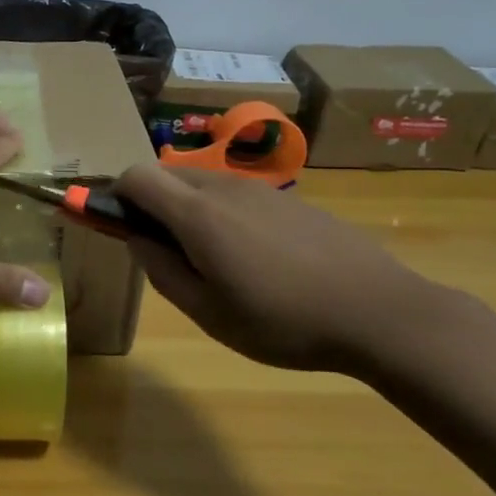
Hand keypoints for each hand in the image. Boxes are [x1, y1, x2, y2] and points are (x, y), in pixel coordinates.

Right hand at [111, 164, 446, 372]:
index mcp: (198, 214)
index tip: (117, 226)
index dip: (116, 194)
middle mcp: (224, 187)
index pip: (136, 175)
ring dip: (186, 208)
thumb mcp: (209, 313)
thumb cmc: (282, 321)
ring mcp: (261, 189)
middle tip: (163, 252)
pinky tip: (253, 258)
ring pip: (202, 183)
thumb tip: (136, 239)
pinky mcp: (290, 199)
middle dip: (150, 203)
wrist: (379, 312)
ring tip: (211, 261)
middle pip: (167, 174)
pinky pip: (236, 194)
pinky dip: (221, 213)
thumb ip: (162, 272)